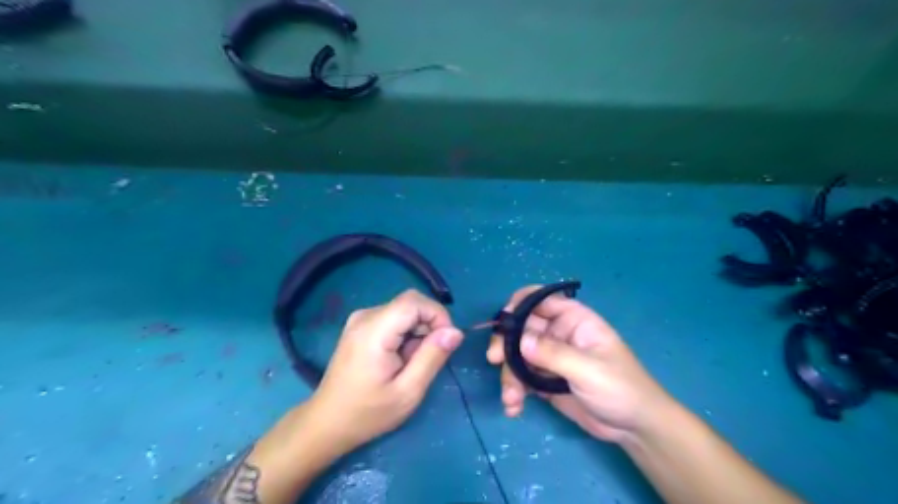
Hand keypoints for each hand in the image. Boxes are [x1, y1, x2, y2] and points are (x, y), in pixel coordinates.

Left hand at [310, 290, 461, 453]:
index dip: (437, 315)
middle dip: (429, 325)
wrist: (328, 423)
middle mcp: (365, 316)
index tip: (445, 343)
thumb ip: (433, 357)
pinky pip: (394, 318)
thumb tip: (456, 331)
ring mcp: (361, 319)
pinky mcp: (361, 326)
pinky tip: (400, 358)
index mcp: (374, 330)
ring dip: (418, 332)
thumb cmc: (368, 413)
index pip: (415, 301)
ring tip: (411, 363)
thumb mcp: (408, 392)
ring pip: (404, 310)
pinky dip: (406, 333)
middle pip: (410, 304)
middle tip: (428, 359)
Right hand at [489, 285, 668, 441]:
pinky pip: (521, 378)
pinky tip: (514, 407)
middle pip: (521, 328)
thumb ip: (554, 354)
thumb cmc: (621, 388)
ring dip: (509, 374)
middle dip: (505, 343)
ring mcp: (549, 357)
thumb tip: (519, 341)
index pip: (540, 299)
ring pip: (517, 355)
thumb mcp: (589, 370)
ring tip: (511, 398)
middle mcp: (557, 334)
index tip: (503, 321)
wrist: (634, 427)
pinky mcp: (544, 380)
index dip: (518, 303)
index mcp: (573, 319)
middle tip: (494, 359)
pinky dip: (514, 390)